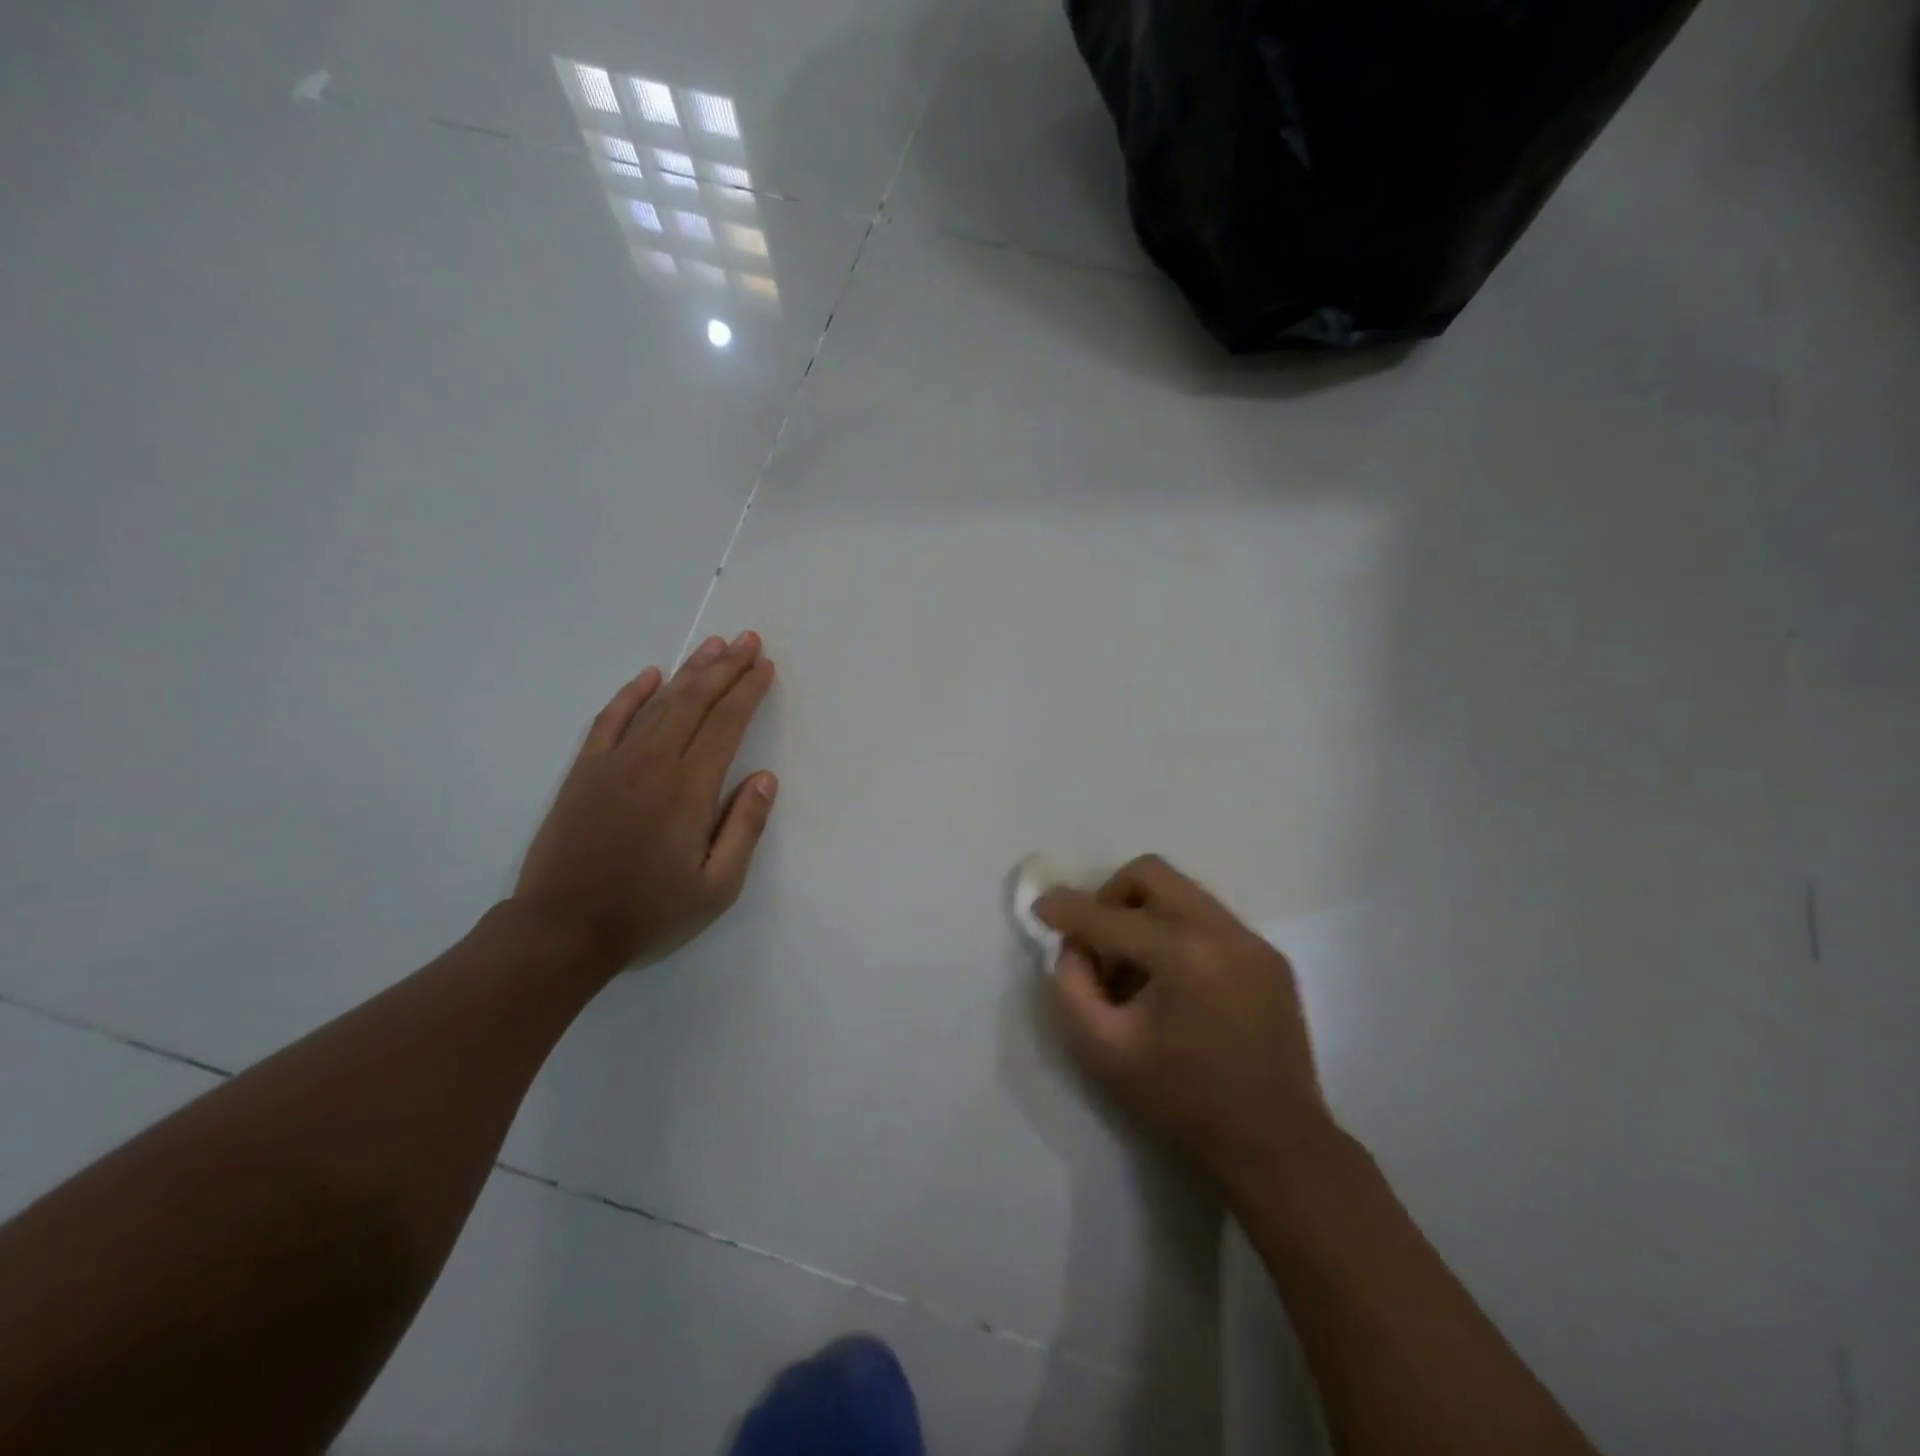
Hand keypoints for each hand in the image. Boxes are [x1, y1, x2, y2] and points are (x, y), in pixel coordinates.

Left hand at [512, 632, 777, 975]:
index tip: (764, 665)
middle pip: (695, 702)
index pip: (726, 724)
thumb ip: (744, 829)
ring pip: (658, 703)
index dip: (748, 691)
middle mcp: (654, 763)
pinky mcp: (584, 772)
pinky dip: (631, 694)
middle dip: (725, 667)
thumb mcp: (717, 887)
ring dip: (689, 671)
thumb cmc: (649, 913)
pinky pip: (610, 720)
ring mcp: (614, 763)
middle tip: (748, 639)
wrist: (562, 930)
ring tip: (713, 645)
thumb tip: (764, 777)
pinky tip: (650, 676)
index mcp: (690, 789)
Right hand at [1035, 855, 1335, 1193]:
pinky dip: (1178, 934)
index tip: (1040, 907)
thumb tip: (1072, 948)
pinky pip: (1209, 920)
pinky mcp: (1270, 957)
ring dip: (1146, 915)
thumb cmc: (1183, 1101)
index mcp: (1182, 954)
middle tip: (1099, 942)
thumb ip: (1071, 988)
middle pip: (1151, 874)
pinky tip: (1175, 983)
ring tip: (1137, 968)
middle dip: (1111, 897)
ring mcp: (1252, 941)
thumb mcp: (1104, 1051)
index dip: (1067, 909)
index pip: (1109, 917)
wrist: (1276, 1146)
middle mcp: (1222, 931)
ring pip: (1182, 893)